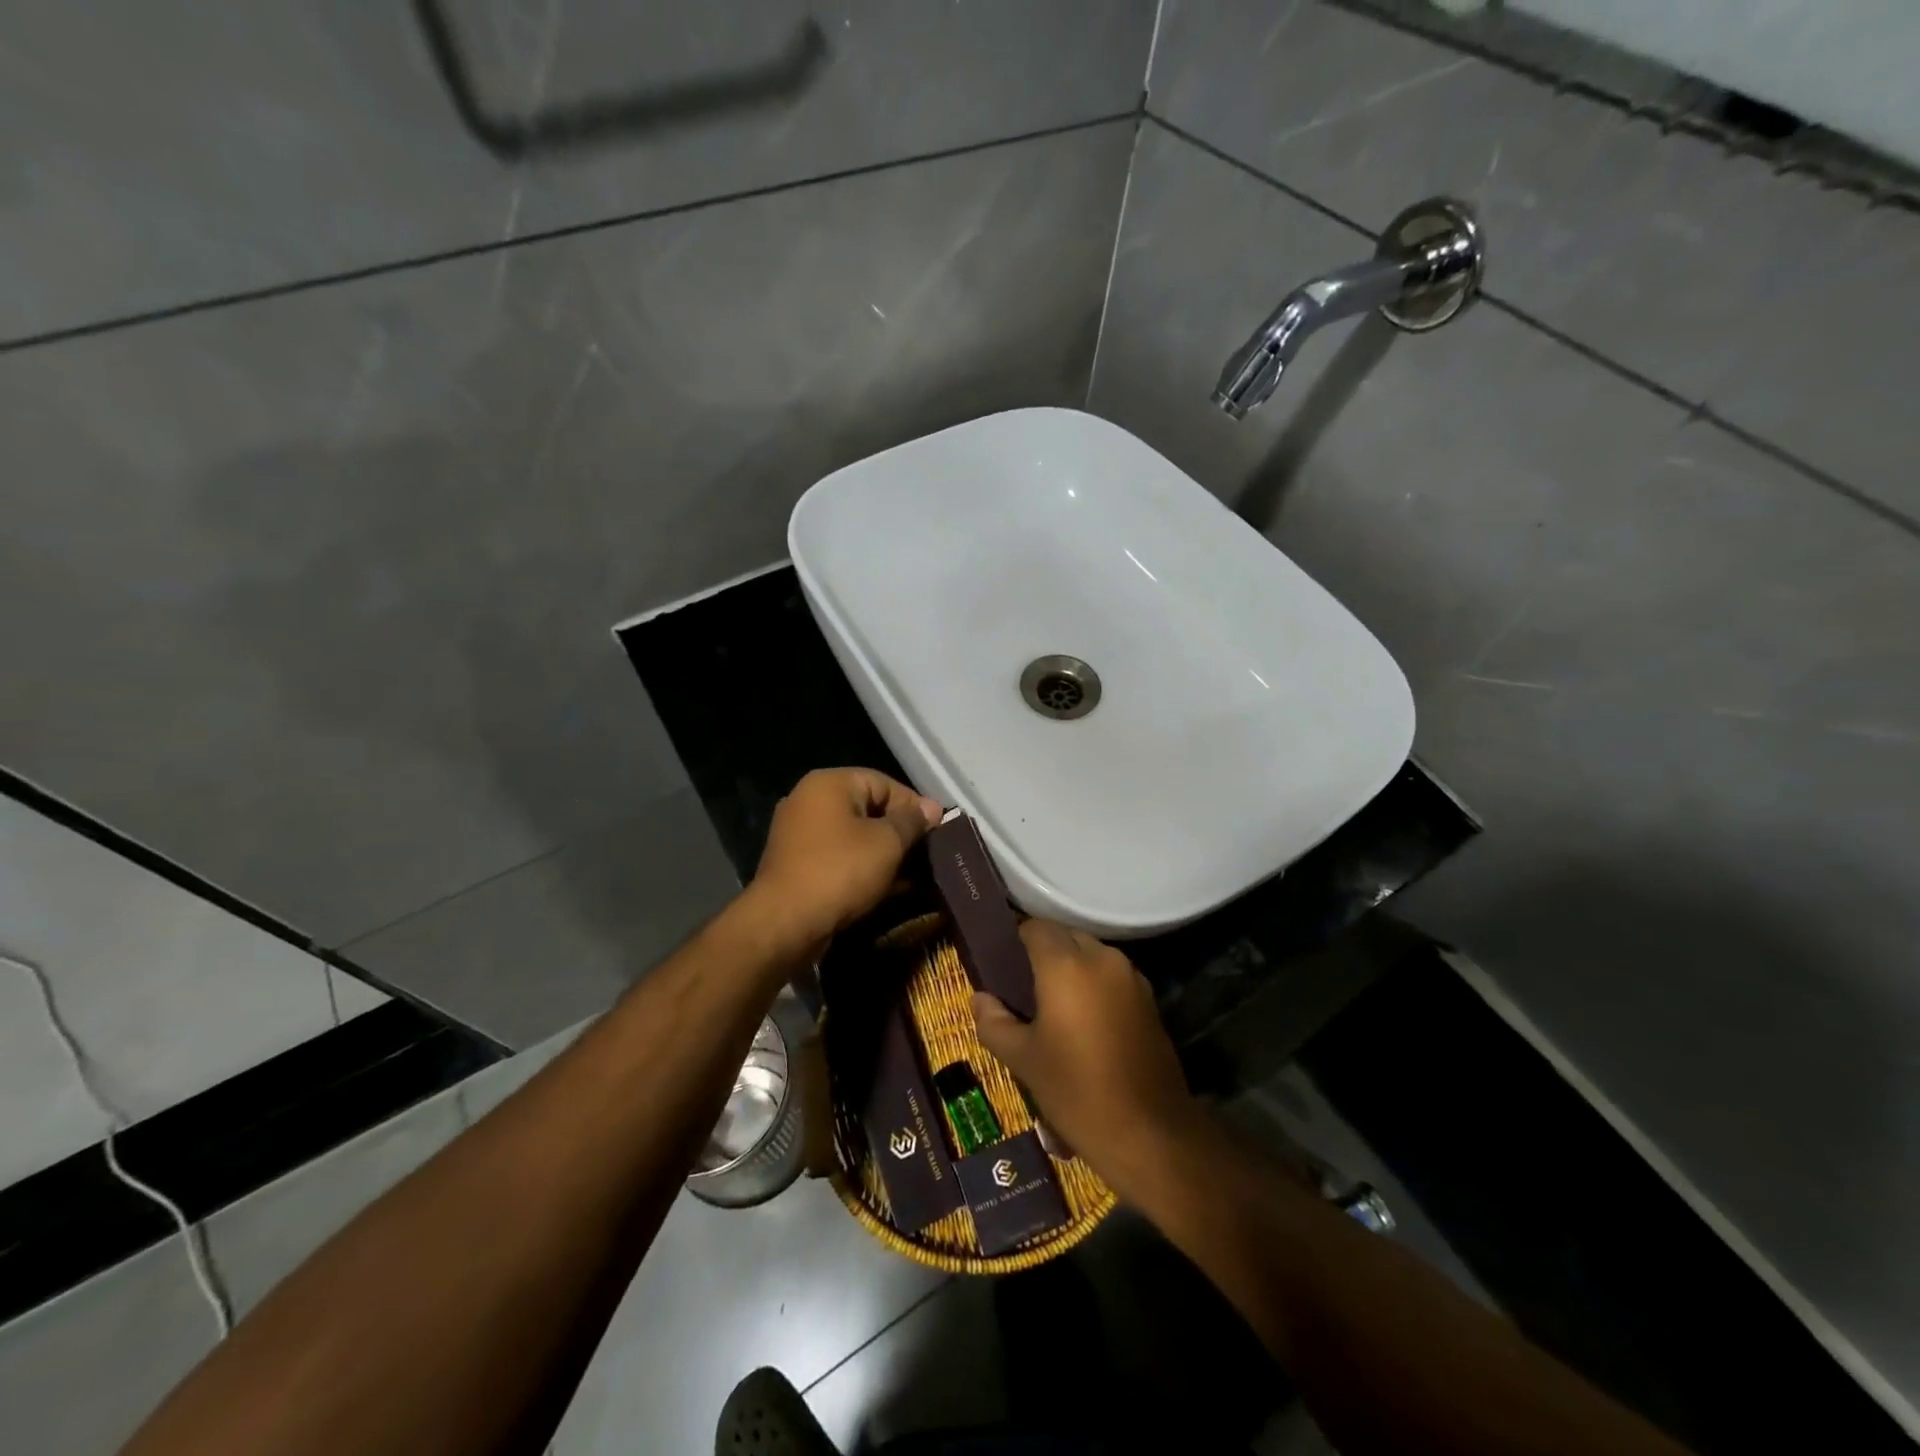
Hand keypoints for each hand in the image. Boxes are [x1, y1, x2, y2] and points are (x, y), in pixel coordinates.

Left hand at [745, 768, 942, 956]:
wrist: (785, 923)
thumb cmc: (840, 871)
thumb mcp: (887, 843)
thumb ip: (912, 821)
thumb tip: (933, 808)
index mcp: (829, 784)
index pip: (884, 783)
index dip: (914, 806)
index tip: (937, 832)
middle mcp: (809, 800)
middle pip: (868, 808)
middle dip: (900, 832)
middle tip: (927, 855)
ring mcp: (799, 833)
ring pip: (854, 836)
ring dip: (883, 853)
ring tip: (912, 875)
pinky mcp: (797, 864)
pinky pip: (839, 857)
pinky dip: (862, 867)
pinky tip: (886, 888)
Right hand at [973, 920, 1199, 1189]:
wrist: (1150, 1134)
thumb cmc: (1077, 1092)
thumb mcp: (1024, 1060)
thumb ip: (994, 1022)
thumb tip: (979, 999)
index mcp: (1066, 965)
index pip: (1035, 927)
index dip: (1015, 940)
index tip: (1001, 963)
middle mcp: (1101, 959)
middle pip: (1066, 936)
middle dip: (1044, 952)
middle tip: (1022, 985)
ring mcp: (1131, 977)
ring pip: (1092, 954)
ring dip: (1071, 966)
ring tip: (1052, 1003)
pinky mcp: (1149, 1000)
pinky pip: (1112, 976)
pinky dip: (1094, 983)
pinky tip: (1083, 1019)